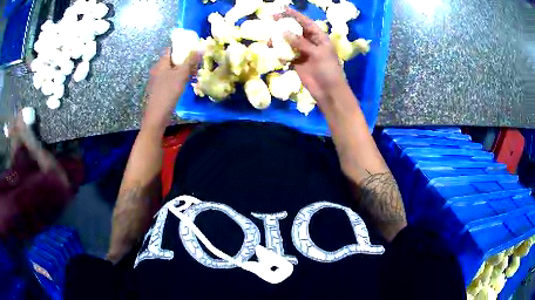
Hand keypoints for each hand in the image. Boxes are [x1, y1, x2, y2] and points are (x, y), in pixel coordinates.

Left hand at [143, 48, 199, 130]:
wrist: (157, 115)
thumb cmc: (168, 92)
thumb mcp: (182, 74)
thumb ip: (191, 61)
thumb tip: (201, 48)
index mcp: (161, 63)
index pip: (170, 49)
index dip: (181, 47)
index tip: (192, 48)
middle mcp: (157, 70)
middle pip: (172, 60)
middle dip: (184, 59)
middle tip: (196, 61)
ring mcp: (157, 80)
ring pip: (171, 70)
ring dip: (182, 70)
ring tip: (193, 72)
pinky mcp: (159, 89)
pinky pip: (170, 79)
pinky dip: (178, 78)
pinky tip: (185, 83)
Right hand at [280, 8, 346, 103]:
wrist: (328, 91)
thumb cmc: (328, 70)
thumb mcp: (317, 53)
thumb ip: (301, 42)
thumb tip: (284, 32)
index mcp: (319, 37)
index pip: (305, 22)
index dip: (294, 15)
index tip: (282, 9)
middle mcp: (310, 42)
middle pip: (295, 30)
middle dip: (284, 25)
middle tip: (271, 21)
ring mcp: (303, 52)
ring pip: (288, 42)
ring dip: (279, 40)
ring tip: (270, 41)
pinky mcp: (297, 62)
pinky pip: (286, 54)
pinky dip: (281, 54)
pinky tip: (277, 55)